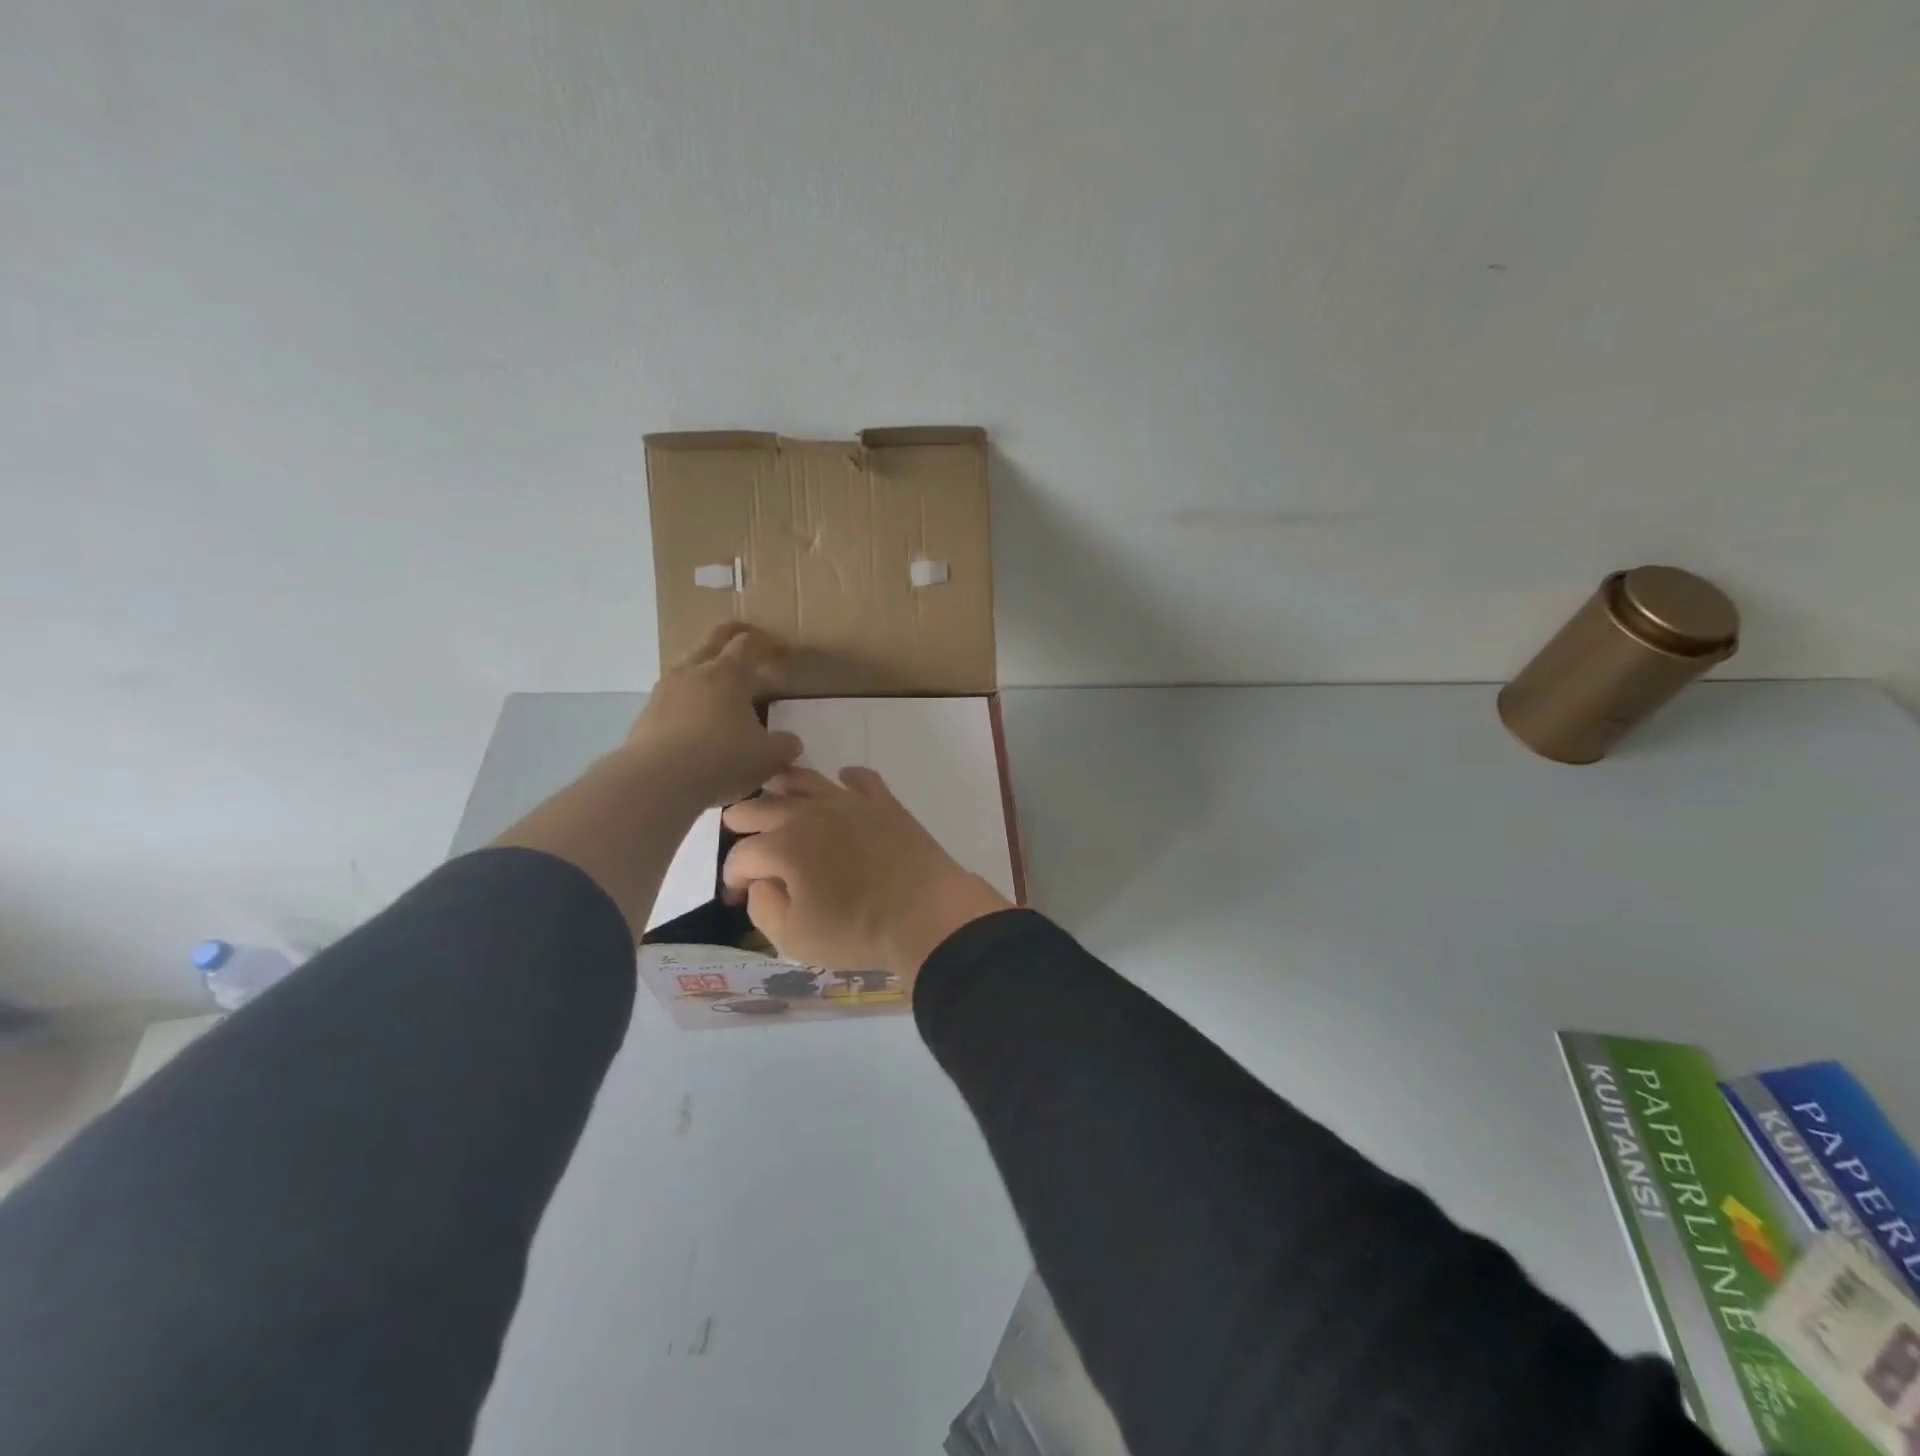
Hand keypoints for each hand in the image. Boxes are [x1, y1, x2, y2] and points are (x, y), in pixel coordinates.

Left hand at [625, 624, 801, 806]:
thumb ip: (784, 746)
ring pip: (688, 664)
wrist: (659, 780)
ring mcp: (665, 690)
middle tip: (747, 635)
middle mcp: (694, 672)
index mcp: (728, 673)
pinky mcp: (646, 714)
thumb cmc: (722, 758)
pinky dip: (687, 697)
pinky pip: (672, 695)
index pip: (749, 644)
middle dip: (732, 633)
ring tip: (718, 680)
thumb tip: (792, 743)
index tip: (783, 651)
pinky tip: (694, 717)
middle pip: (713, 639)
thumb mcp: (767, 757)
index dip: (768, 644)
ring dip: (705, 665)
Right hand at [720, 767, 1011, 986]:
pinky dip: (847, 777)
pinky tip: (843, 780)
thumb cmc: (856, 931)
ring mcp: (850, 802)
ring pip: (807, 780)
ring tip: (773, 785)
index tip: (737, 896)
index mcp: (784, 846)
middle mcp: (810, 814)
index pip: (742, 856)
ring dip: (784, 783)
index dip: (733, 877)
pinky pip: (861, 779)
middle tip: (733, 822)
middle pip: (765, 807)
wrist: (926, 914)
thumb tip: (761, 882)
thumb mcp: (793, 938)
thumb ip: (763, 907)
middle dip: (744, 817)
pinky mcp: (884, 803)